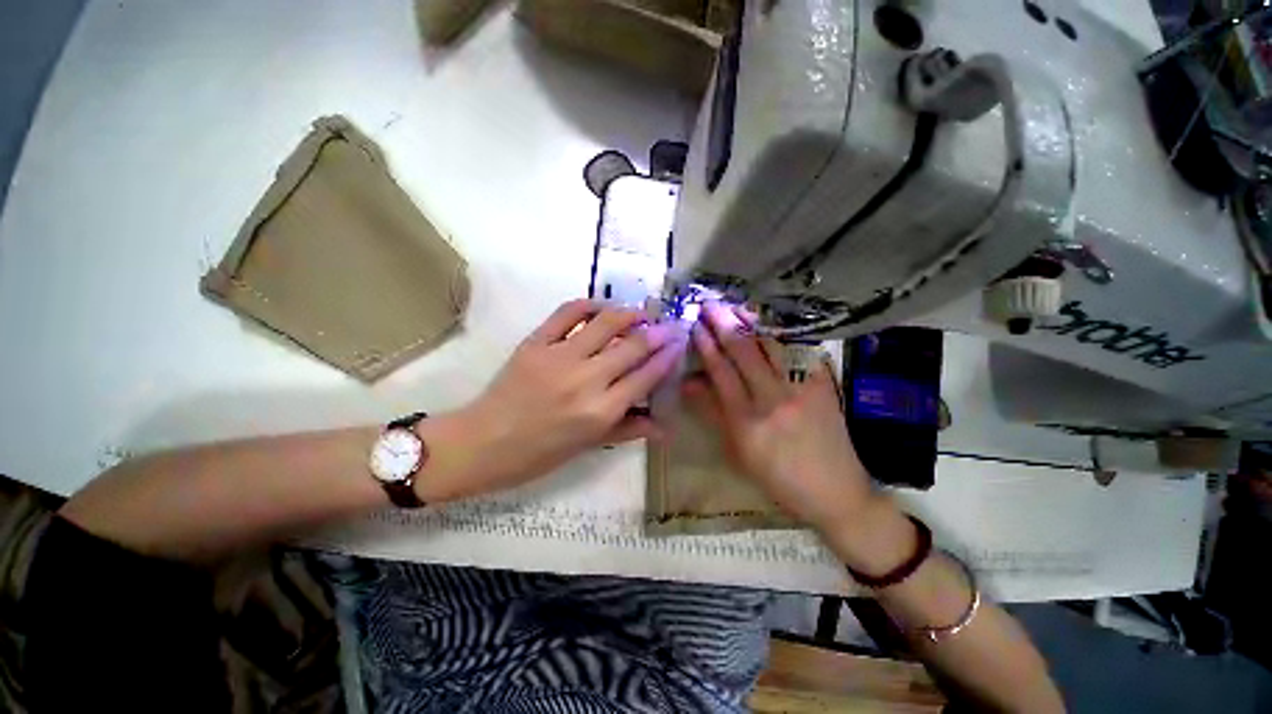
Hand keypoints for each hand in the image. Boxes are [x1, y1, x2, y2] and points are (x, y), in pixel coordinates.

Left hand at [422, 300, 685, 501]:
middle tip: (669, 324)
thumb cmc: (538, 454)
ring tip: (642, 312)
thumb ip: (629, 430)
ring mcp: (559, 357)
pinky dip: (590, 305)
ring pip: (606, 322)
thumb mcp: (588, 447)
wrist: (482, 443)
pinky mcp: (536, 342)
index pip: (645, 376)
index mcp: (600, 412)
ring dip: (630, 313)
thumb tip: (665, 427)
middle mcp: (585, 380)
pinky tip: (602, 308)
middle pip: (632, 346)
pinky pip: (568, 312)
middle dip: (658, 332)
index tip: (679, 342)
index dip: (667, 356)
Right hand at [683, 302, 875, 533]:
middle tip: (710, 305)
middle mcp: (772, 399)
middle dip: (724, 324)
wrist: (836, 492)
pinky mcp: (823, 387)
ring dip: (751, 324)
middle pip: (744, 352)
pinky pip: (799, 355)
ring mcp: (801, 390)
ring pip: (771, 347)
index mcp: (746, 420)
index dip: (706, 346)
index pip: (721, 372)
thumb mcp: (737, 452)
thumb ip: (712, 413)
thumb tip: (689, 383)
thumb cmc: (778, 479)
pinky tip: (770, 325)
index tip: (696, 326)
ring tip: (735, 307)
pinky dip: (781, 337)